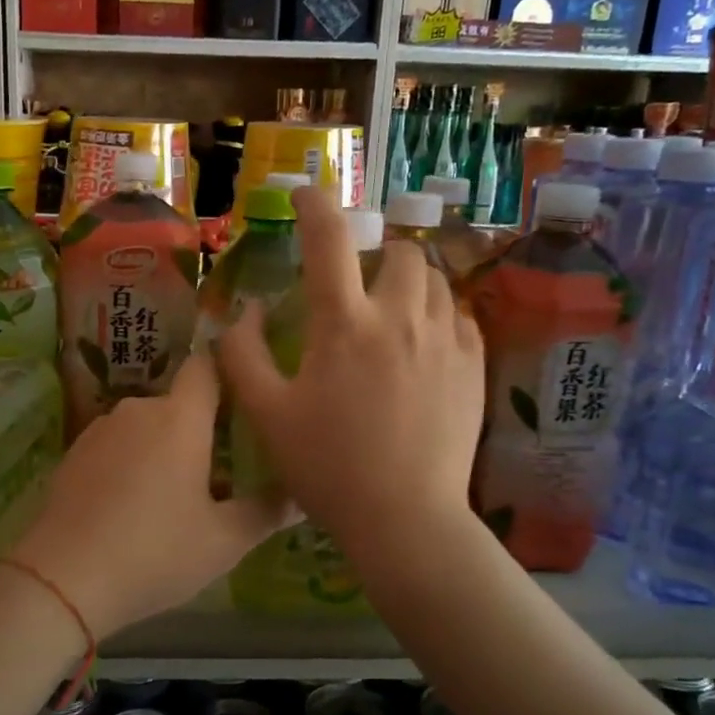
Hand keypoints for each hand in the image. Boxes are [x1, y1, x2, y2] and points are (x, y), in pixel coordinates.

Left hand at [10, 352, 296, 638]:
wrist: (63, 578)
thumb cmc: (156, 552)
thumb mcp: (224, 541)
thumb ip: (266, 512)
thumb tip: (300, 496)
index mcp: (180, 418)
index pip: (207, 367)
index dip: (226, 373)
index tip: (242, 399)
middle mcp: (139, 409)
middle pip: (179, 404)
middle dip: (199, 431)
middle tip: (216, 477)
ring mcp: (100, 429)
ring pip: (145, 427)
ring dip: (162, 449)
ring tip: (172, 499)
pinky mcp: (74, 453)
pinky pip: (116, 446)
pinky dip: (130, 464)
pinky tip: (130, 508)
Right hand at [218, 186, 484, 570]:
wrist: (406, 519)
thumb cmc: (328, 467)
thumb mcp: (266, 414)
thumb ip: (241, 356)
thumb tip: (241, 313)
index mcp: (344, 324)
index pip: (330, 239)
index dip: (314, 205)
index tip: (305, 195)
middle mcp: (400, 317)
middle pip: (401, 251)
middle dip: (377, 253)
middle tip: (357, 282)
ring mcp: (445, 340)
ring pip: (435, 280)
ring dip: (409, 281)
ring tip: (390, 310)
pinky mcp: (474, 366)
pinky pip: (460, 316)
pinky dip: (438, 315)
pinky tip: (422, 344)